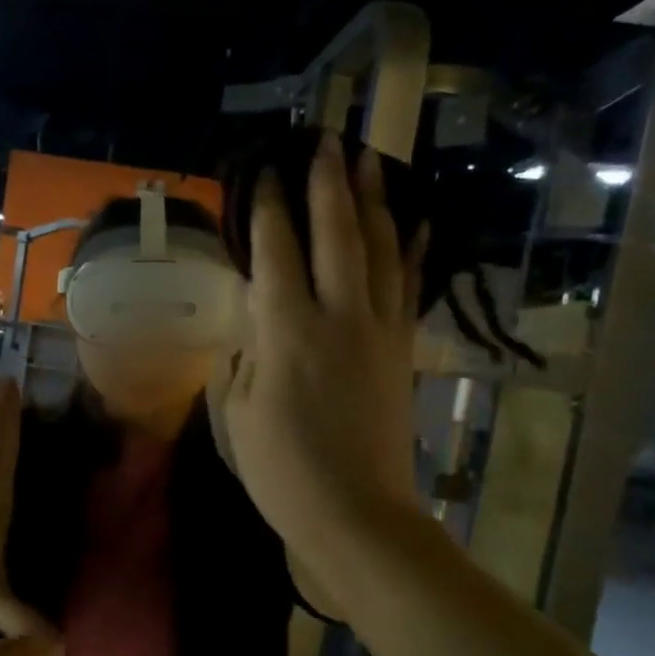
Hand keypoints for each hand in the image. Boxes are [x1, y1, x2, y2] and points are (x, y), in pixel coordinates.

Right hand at [219, 133, 423, 568]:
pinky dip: (412, 251)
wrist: (355, 515)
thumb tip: (257, 331)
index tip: (266, 170)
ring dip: (375, 203)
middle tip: (327, 141)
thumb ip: (246, 359)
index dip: (269, 208)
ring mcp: (378, 331)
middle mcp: (338, 318)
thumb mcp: (238, 413)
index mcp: (287, 332)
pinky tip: (416, 224)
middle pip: (337, 236)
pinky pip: (407, 287)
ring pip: (381, 251)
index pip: (276, 253)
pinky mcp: (400, 351)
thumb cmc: (283, 471)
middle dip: (330, 185)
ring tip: (371, 161)